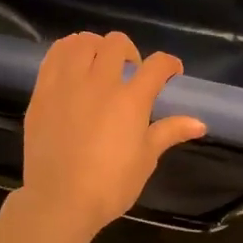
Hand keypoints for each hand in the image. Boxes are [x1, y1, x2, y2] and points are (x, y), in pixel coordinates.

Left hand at [16, 32, 205, 242]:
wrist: (59, 200)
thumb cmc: (109, 185)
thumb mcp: (145, 160)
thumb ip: (169, 133)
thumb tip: (199, 123)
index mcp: (131, 100)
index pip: (157, 65)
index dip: (169, 64)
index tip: (171, 73)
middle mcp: (100, 83)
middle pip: (117, 43)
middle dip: (130, 51)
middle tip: (130, 71)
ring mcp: (68, 84)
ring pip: (82, 42)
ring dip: (96, 46)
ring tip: (98, 63)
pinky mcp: (43, 92)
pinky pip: (54, 56)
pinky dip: (67, 52)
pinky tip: (72, 65)